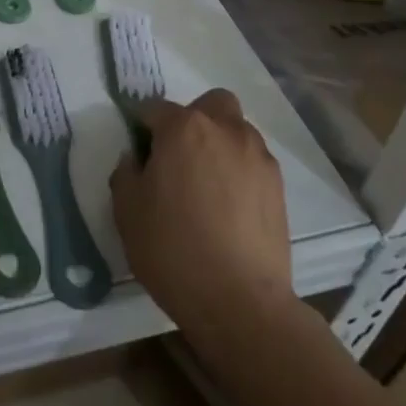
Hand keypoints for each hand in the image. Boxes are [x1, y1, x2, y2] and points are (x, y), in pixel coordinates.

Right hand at [109, 90, 293, 343]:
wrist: (239, 301)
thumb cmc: (173, 250)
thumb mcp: (127, 211)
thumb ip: (126, 173)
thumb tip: (136, 158)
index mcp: (183, 128)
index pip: (155, 109)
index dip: (142, 127)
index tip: (139, 152)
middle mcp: (225, 130)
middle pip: (210, 103)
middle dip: (193, 119)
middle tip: (178, 156)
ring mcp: (257, 156)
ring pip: (236, 129)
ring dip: (219, 142)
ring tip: (207, 182)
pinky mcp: (278, 185)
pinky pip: (253, 160)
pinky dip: (239, 169)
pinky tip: (229, 204)